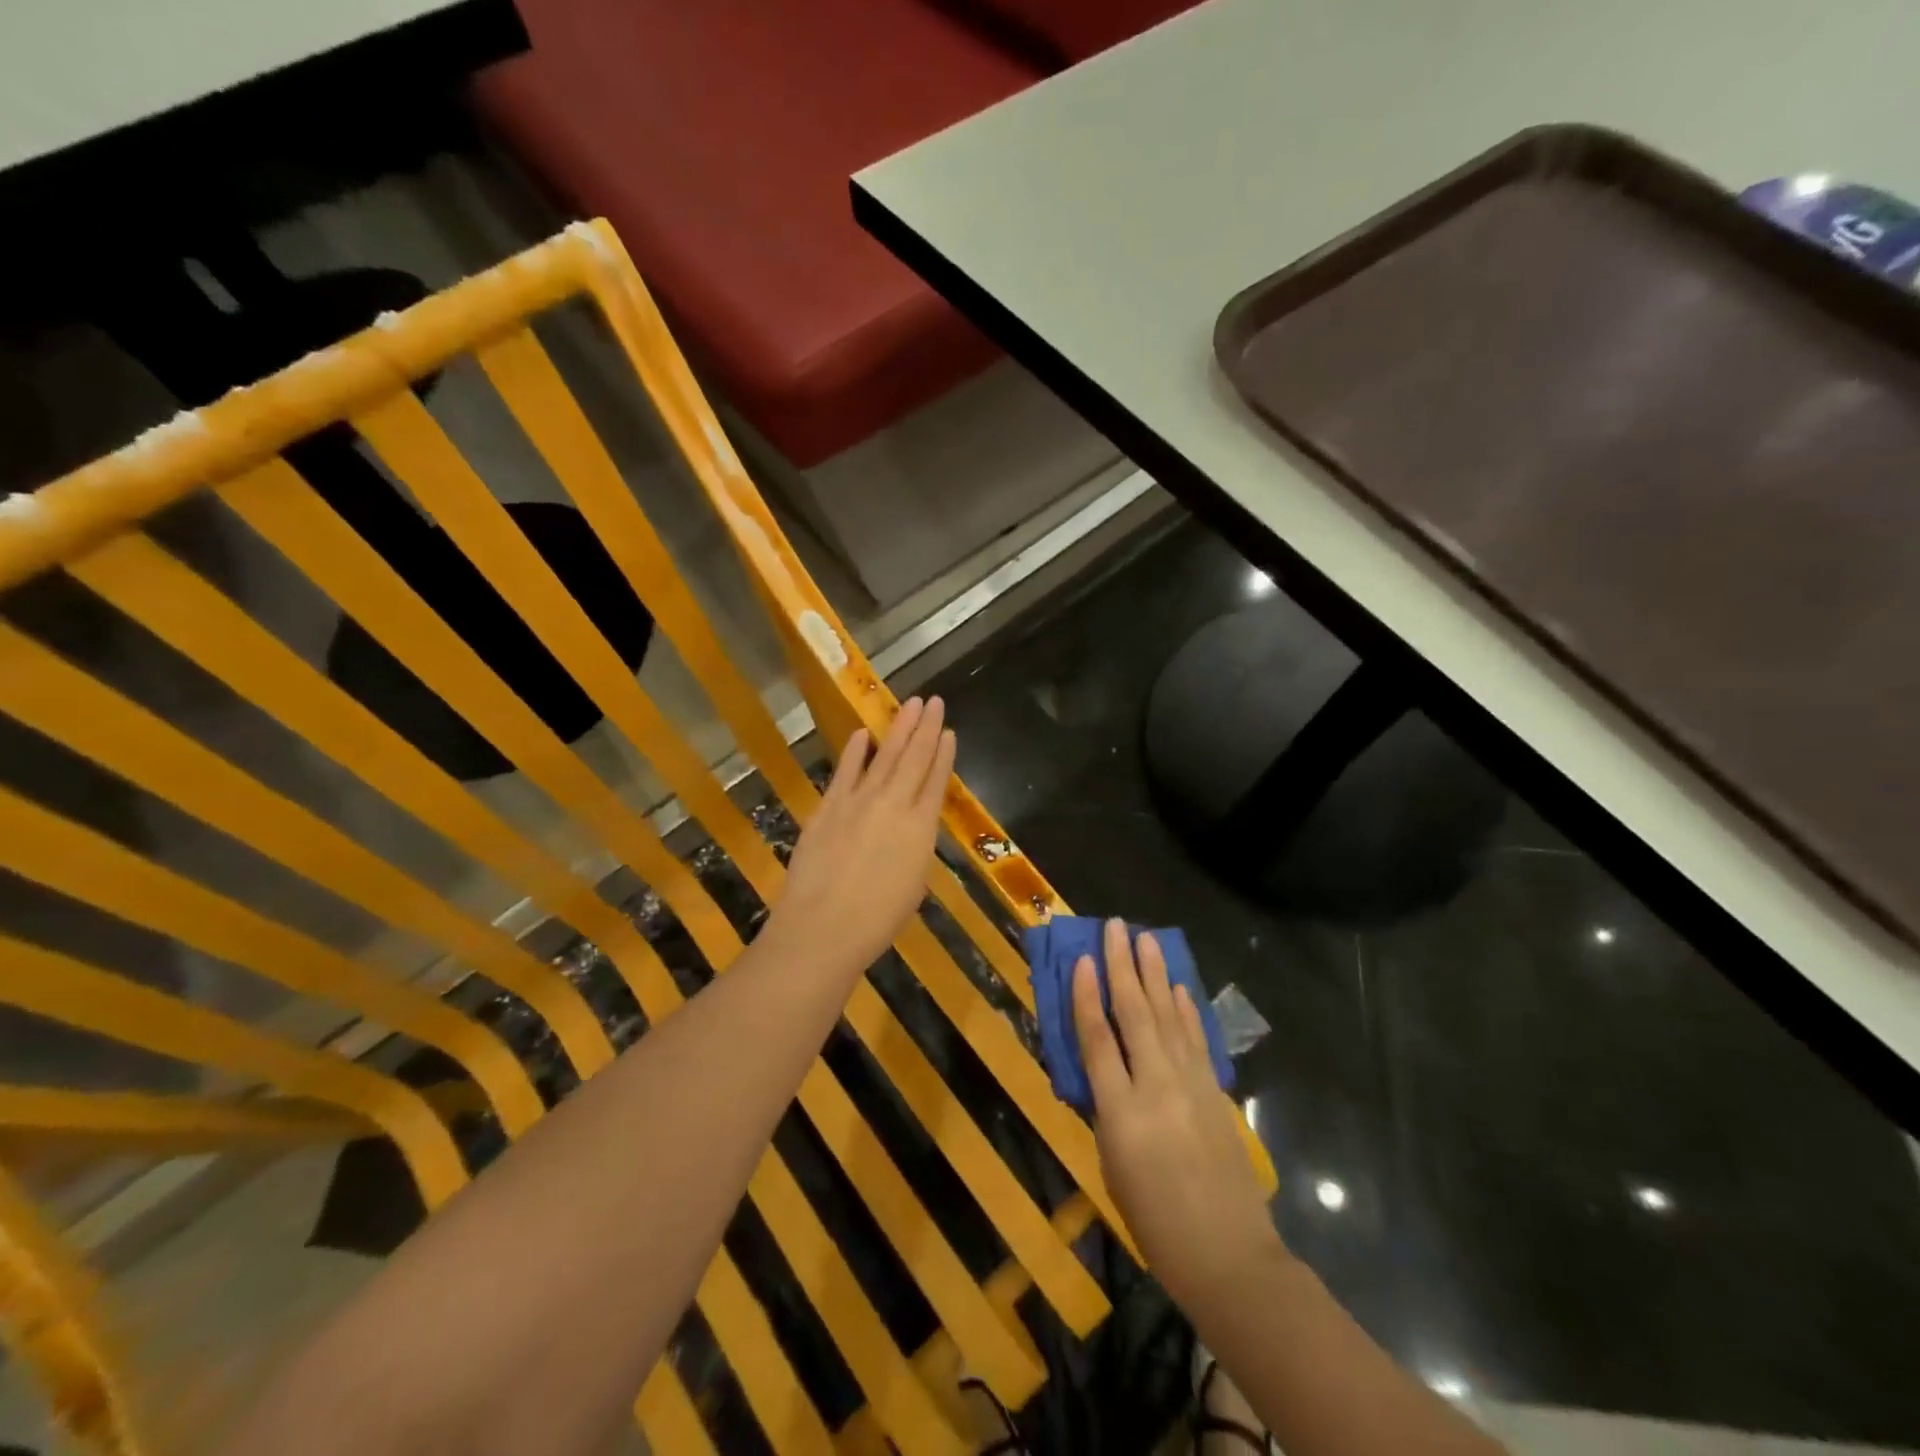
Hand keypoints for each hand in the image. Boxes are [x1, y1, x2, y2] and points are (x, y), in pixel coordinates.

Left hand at [771, 697, 956, 973]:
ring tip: (909, 704)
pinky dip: (855, 751)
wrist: (824, 926)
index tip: (949, 731)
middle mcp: (894, 804)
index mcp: (921, 827)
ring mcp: (859, 801)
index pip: (936, 780)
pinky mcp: (829, 806)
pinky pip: (845, 771)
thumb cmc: (878, 919)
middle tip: (932, 701)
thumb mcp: (913, 883)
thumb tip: (911, 828)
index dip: (944, 753)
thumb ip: (914, 847)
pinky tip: (862, 733)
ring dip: (898, 728)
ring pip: (884, 756)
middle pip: (914, 758)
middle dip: (925, 728)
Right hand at [1073, 919, 1285, 1308]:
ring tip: (1147, 939)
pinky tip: (1178, 987)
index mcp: (1121, 1112)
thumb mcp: (1112, 1165)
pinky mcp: (1214, 1090)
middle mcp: (1156, 1085)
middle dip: (1123, 966)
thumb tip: (1102, 1069)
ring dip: (1156, 974)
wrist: (1227, 1253)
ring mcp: (1191, 1084)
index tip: (1082, 958)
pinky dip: (1185, 1008)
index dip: (1087, 994)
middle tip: (1117, 926)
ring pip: (1169, 1015)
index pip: (1097, 1038)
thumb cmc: (1155, 1221)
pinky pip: (1195, 1038)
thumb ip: (1105, 1110)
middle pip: (1135, 1013)